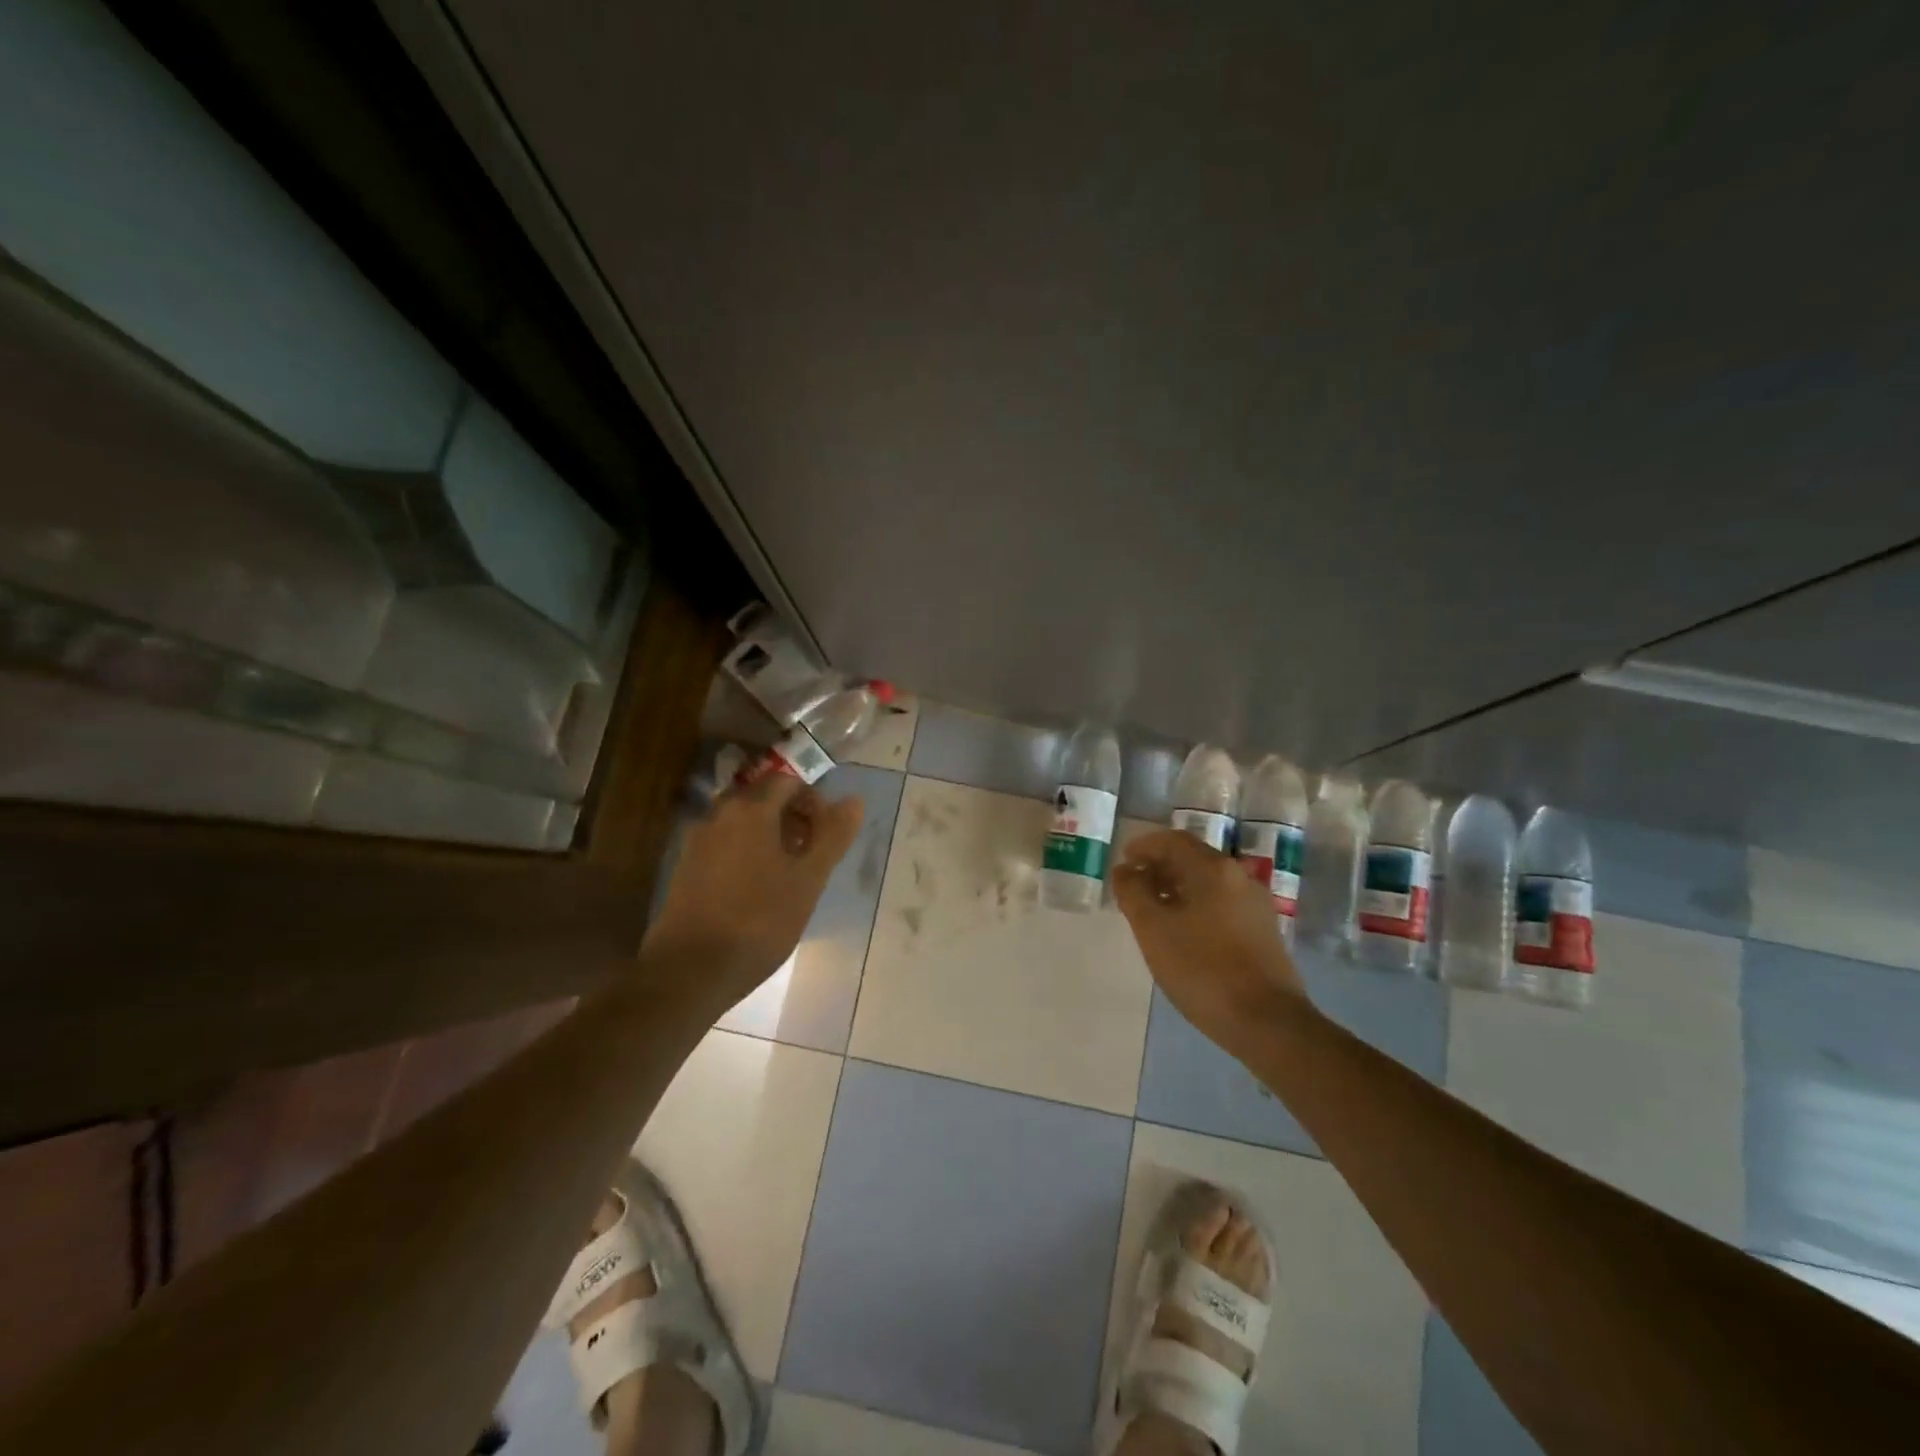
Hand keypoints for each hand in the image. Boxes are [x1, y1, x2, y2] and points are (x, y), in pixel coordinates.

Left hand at [644, 774, 863, 1007]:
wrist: (689, 970)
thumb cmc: (759, 921)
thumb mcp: (808, 880)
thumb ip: (832, 837)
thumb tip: (854, 801)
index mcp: (751, 810)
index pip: (788, 782)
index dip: (814, 801)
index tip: (827, 834)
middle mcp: (719, 814)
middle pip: (762, 797)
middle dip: (791, 815)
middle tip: (812, 851)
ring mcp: (698, 841)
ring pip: (741, 821)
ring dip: (769, 834)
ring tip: (789, 871)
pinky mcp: (686, 867)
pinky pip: (724, 843)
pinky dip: (746, 850)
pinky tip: (758, 887)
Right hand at [1112, 829, 1311, 1056]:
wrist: (1267, 1022)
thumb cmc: (1202, 969)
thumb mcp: (1153, 930)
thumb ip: (1133, 893)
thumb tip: (1125, 870)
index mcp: (1213, 869)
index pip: (1173, 841)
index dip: (1144, 846)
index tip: (1123, 860)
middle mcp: (1238, 877)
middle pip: (1193, 858)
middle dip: (1160, 866)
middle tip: (1133, 885)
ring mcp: (1255, 904)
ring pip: (1208, 882)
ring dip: (1177, 887)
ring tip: (1153, 909)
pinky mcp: (1263, 930)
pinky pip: (1222, 903)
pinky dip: (1196, 904)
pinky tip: (1182, 931)